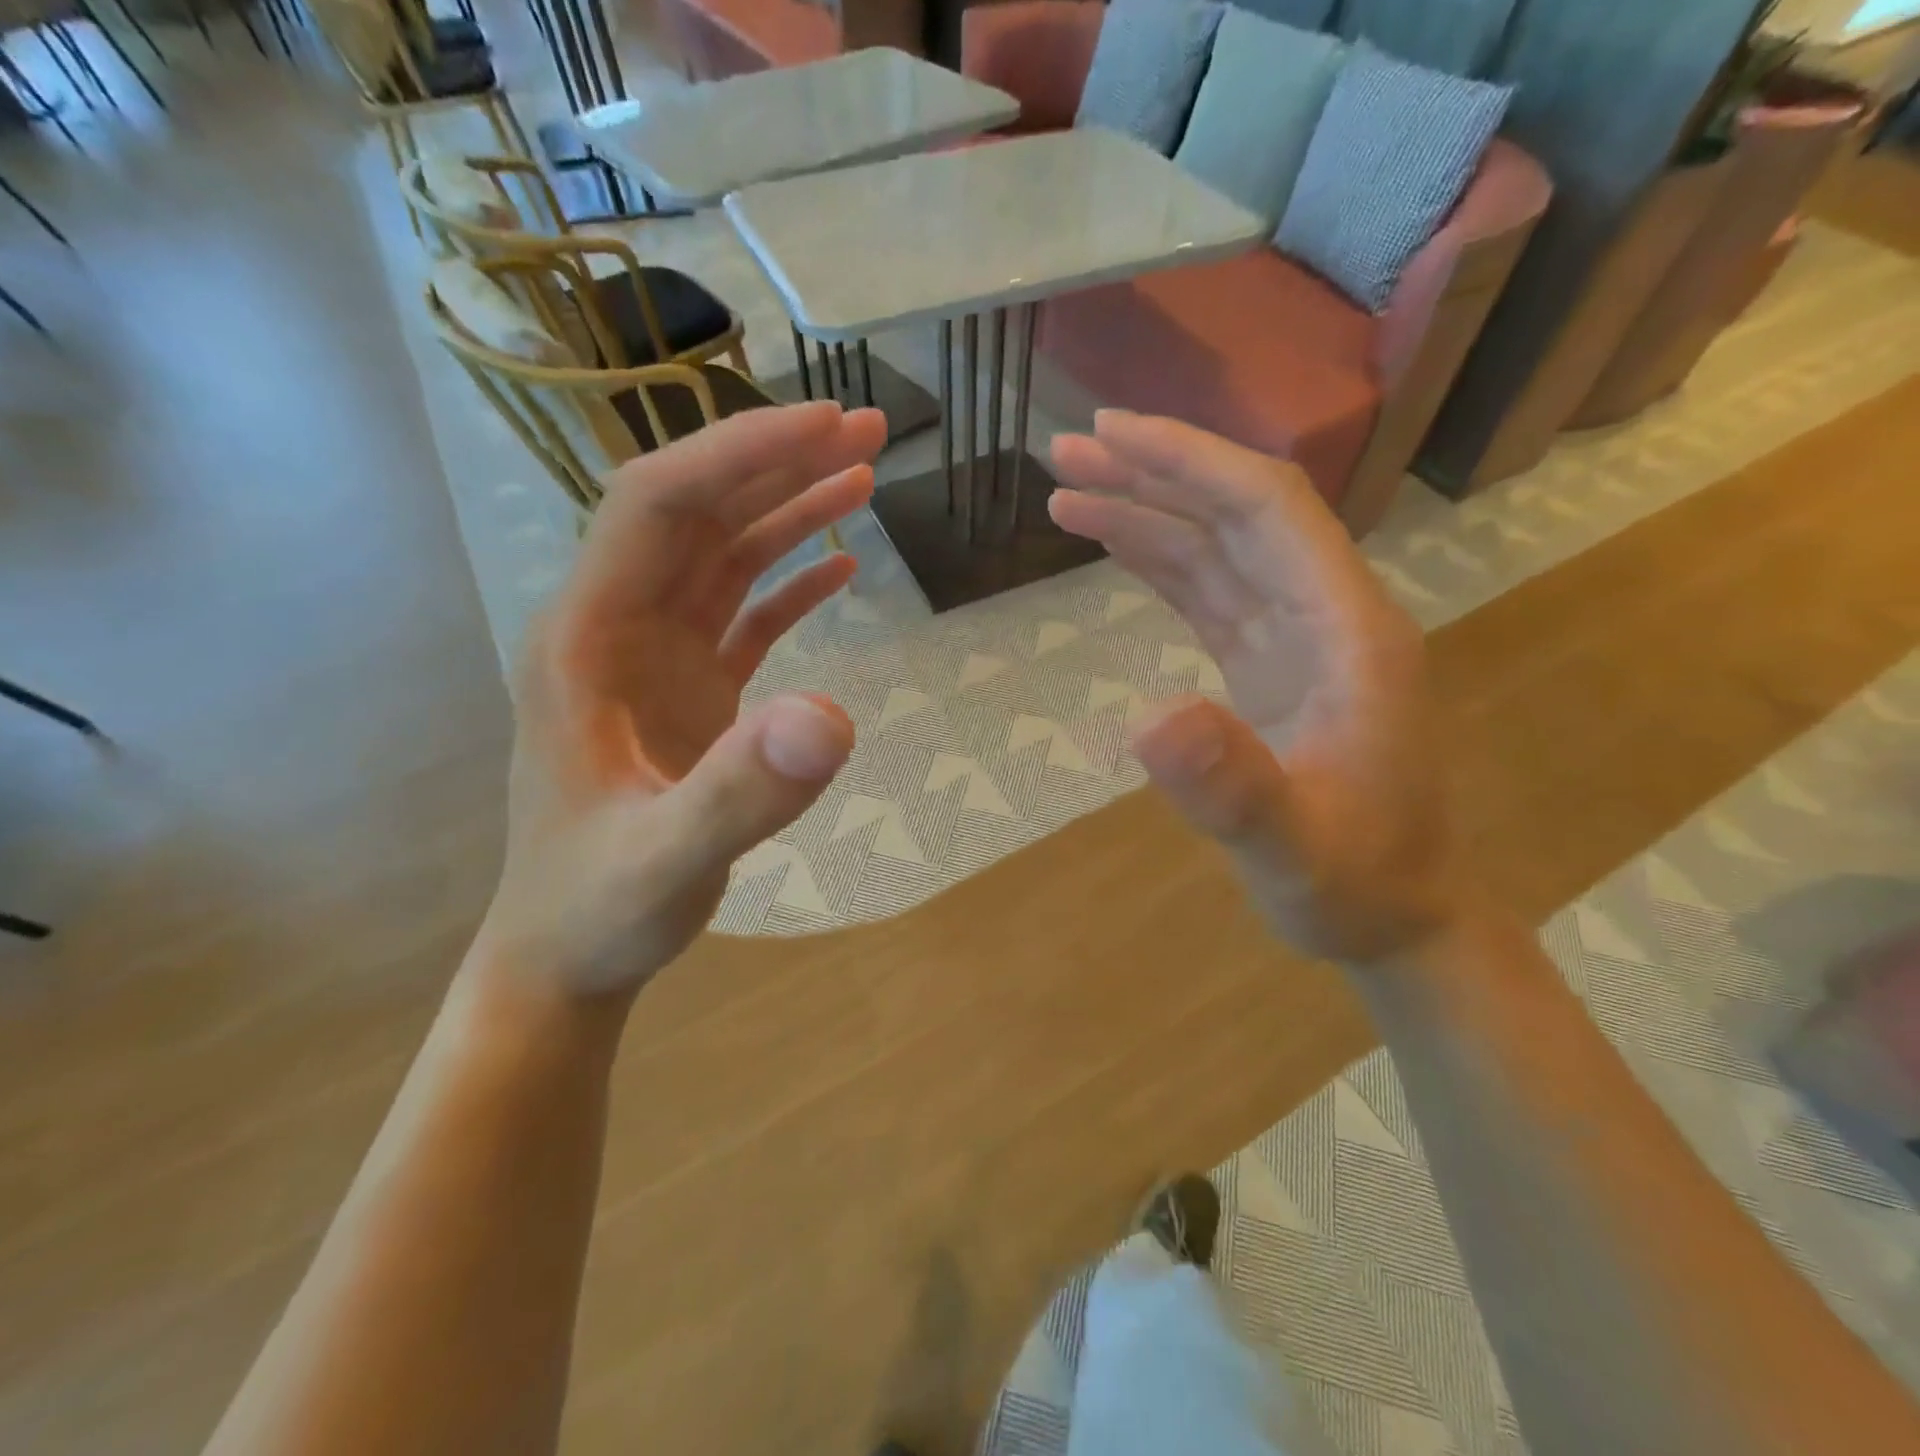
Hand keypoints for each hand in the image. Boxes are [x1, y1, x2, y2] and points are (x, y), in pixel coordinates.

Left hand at [477, 402, 887, 997]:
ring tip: (864, 476)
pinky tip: (840, 567)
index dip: (738, 454)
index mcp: (587, 638)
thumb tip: (834, 716)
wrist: (567, 954)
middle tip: (868, 429)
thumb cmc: (598, 907)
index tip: (825, 427)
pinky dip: (791, 583)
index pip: (658, 505)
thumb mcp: (665, 860)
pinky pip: (743, 615)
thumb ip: (741, 792)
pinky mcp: (691, 693)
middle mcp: (617, 629)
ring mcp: (656, 661)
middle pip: (697, 513)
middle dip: (777, 461)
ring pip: (724, 557)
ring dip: (790, 511)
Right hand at [1048, 411, 1460, 963]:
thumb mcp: (1292, 850)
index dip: (1190, 462)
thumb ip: (1233, 788)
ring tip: (1068, 491)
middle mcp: (1326, 613)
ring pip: (1217, 547)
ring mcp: (1297, 638)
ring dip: (1146, 511)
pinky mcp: (1268, 664)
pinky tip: (1115, 544)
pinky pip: (1209, 592)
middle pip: (1237, 513)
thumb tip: (1146, 717)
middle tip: (1068, 448)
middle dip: (1154, 471)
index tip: (1112, 434)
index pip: (1268, 510)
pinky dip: (1158, 561)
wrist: (1393, 917)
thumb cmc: (1354, 884)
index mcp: (1348, 630)